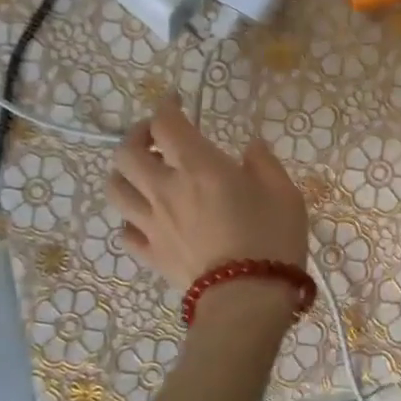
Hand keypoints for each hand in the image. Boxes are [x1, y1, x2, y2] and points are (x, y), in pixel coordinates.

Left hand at [108, 95, 307, 297]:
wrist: (246, 299)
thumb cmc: (272, 238)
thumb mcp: (284, 192)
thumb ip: (264, 163)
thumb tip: (250, 147)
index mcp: (199, 166)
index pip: (166, 124)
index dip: (166, 106)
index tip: (177, 101)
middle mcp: (165, 189)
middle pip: (126, 153)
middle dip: (136, 135)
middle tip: (155, 136)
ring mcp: (152, 224)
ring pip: (116, 190)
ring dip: (125, 174)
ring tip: (143, 173)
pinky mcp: (151, 254)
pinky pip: (126, 230)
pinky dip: (132, 218)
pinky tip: (148, 217)